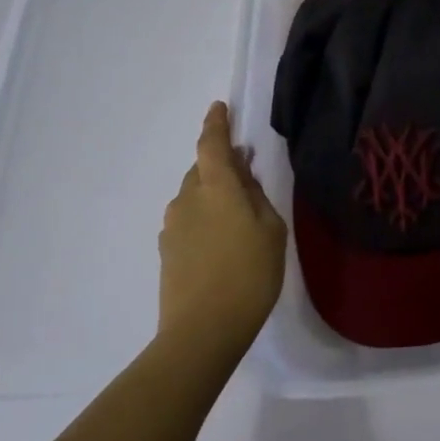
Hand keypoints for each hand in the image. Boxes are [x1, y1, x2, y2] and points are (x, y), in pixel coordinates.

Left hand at [158, 102, 286, 348]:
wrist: (202, 332)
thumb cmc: (249, 274)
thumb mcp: (271, 230)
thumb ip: (257, 197)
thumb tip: (244, 178)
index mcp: (216, 188)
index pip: (212, 145)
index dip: (216, 124)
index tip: (219, 108)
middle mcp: (188, 199)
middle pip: (202, 170)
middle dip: (221, 163)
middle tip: (245, 168)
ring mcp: (173, 226)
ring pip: (194, 195)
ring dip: (213, 192)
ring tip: (238, 209)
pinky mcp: (168, 251)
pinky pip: (189, 219)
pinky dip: (205, 216)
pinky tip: (223, 238)